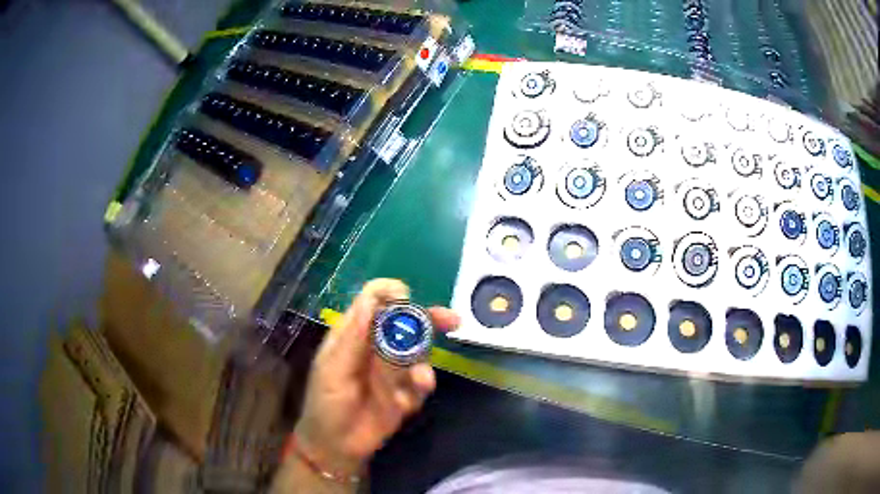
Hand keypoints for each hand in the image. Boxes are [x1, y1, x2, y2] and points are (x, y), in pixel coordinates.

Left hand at [293, 279, 459, 475]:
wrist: (336, 446)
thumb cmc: (325, 403)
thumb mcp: (332, 370)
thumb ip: (353, 338)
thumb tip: (371, 299)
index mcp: (354, 334)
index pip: (374, 301)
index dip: (390, 294)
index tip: (406, 298)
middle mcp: (378, 347)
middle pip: (406, 323)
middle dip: (428, 319)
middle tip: (450, 320)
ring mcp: (394, 371)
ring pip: (418, 354)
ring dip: (422, 365)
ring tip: (419, 382)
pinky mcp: (406, 393)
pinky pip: (421, 384)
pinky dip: (418, 390)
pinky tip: (405, 403)